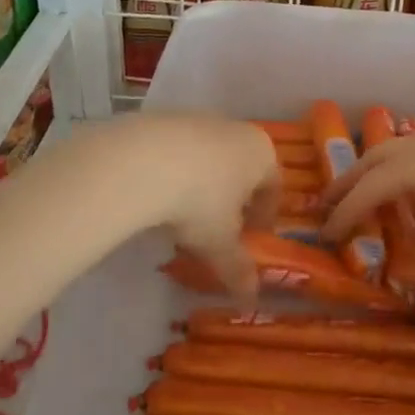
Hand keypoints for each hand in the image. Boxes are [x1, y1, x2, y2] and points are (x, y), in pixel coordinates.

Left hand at [110, 113, 278, 295]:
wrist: (140, 161)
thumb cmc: (199, 201)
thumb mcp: (220, 242)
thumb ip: (237, 267)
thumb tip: (251, 297)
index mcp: (261, 153)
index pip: (274, 185)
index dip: (265, 215)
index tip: (252, 236)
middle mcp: (234, 128)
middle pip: (241, 166)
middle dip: (232, 197)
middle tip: (218, 227)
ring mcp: (196, 118)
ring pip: (207, 155)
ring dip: (201, 182)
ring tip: (181, 213)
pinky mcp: (161, 117)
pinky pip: (175, 149)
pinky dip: (172, 170)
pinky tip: (156, 192)